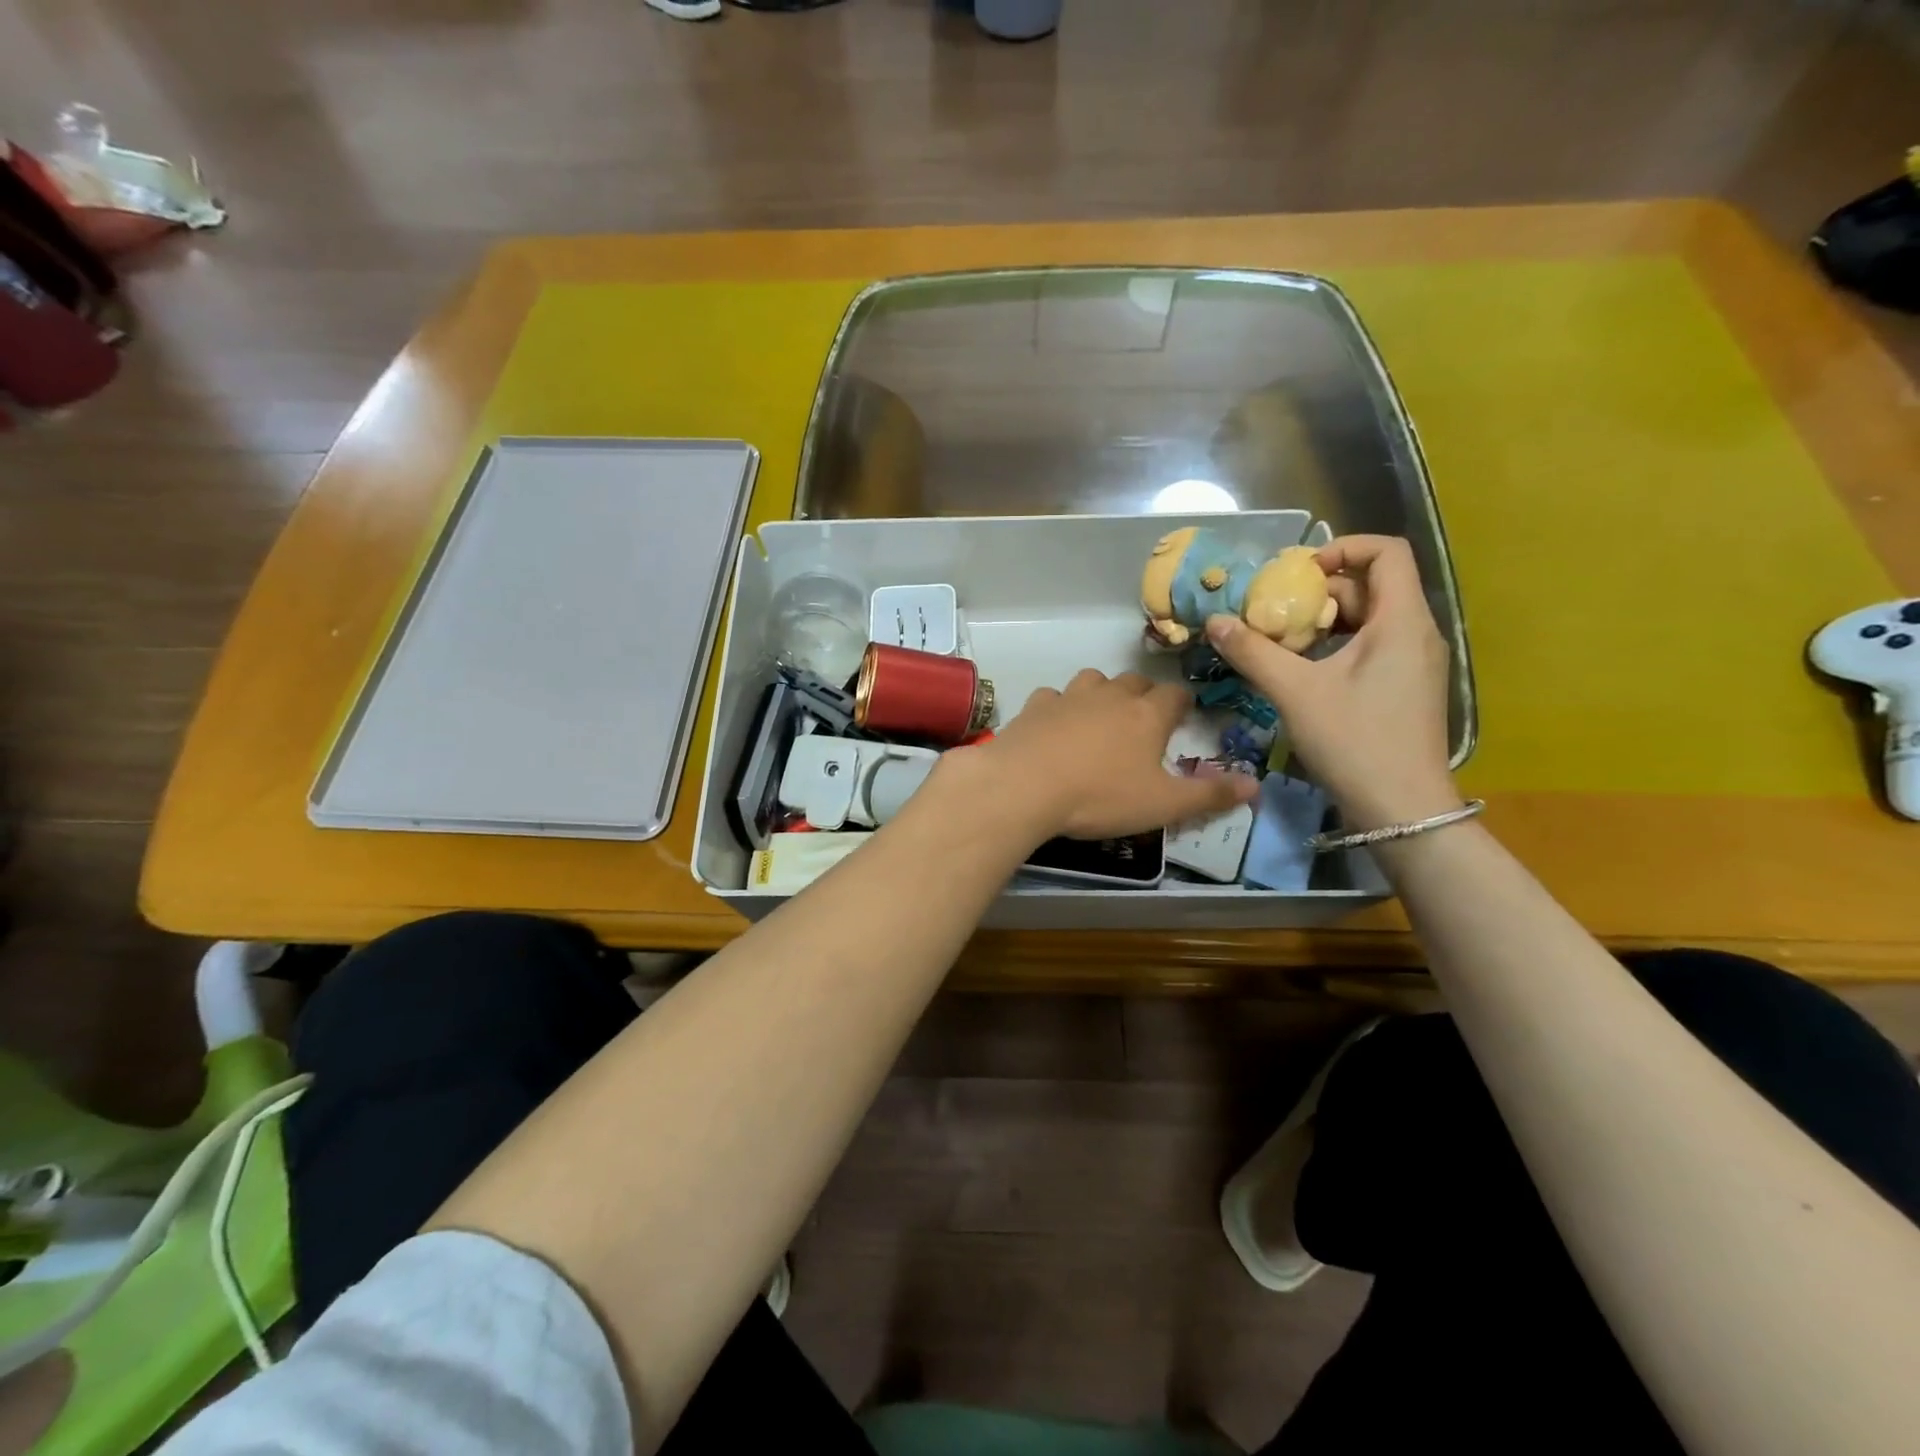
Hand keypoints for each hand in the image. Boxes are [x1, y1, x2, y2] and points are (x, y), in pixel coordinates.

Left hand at [968, 669, 1256, 842]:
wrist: (1025, 786)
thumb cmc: (1100, 796)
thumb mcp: (1162, 805)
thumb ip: (1209, 795)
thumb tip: (1257, 785)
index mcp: (1147, 716)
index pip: (1175, 695)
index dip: (1183, 703)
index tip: (1183, 715)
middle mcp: (1111, 696)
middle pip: (1135, 682)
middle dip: (1144, 696)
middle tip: (1145, 720)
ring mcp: (1069, 697)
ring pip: (1094, 680)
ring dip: (1102, 693)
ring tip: (1102, 717)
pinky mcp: (1035, 707)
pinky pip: (1053, 696)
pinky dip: (1059, 706)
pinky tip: (1055, 726)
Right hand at [1205, 535, 1459, 830]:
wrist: (1402, 808)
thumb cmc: (1354, 741)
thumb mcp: (1296, 693)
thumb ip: (1254, 652)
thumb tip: (1215, 622)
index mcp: (1402, 621)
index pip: (1387, 552)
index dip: (1343, 548)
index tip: (1299, 572)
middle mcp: (1418, 633)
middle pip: (1373, 586)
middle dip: (1322, 591)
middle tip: (1276, 610)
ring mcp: (1415, 662)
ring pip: (1371, 619)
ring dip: (1325, 621)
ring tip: (1283, 641)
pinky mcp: (1406, 687)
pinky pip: (1373, 646)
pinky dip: (1338, 645)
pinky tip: (1304, 670)